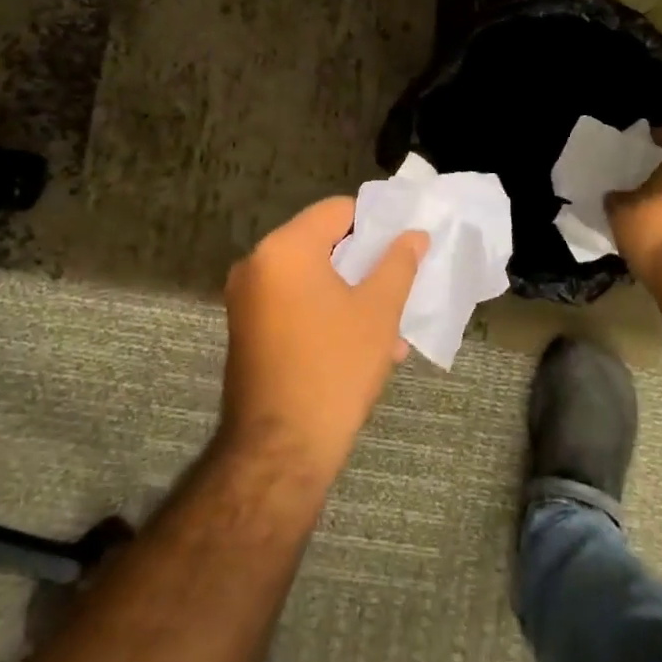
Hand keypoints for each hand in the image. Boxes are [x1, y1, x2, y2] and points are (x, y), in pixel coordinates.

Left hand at [219, 197, 427, 487]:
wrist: (280, 450)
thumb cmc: (334, 368)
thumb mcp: (378, 311)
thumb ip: (399, 263)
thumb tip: (414, 235)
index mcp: (285, 248)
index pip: (337, 211)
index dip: (376, 223)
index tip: (404, 247)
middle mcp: (256, 264)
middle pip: (322, 244)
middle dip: (365, 265)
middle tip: (400, 286)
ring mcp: (246, 300)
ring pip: (311, 279)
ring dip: (350, 295)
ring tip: (389, 328)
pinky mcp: (247, 330)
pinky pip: (294, 305)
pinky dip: (326, 313)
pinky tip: (362, 347)